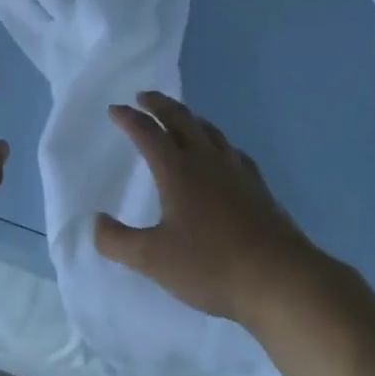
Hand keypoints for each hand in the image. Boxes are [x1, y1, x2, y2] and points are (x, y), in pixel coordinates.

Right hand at [95, 91, 315, 323]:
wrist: (279, 278)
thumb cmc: (210, 265)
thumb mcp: (152, 259)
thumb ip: (118, 241)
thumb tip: (95, 222)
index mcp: (177, 170)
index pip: (147, 133)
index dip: (129, 119)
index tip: (115, 109)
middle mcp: (206, 160)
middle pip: (181, 120)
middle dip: (160, 105)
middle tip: (145, 96)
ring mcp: (236, 171)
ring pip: (209, 131)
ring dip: (190, 118)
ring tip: (181, 118)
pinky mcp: (258, 187)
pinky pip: (233, 151)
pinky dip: (218, 143)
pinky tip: (223, 155)